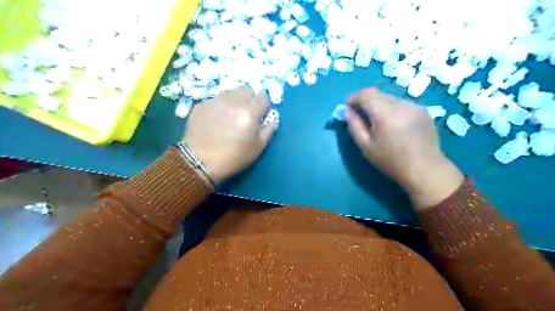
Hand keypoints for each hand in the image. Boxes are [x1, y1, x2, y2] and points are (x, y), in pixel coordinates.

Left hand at [184, 87, 275, 184]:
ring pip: (230, 91)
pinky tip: (215, 120)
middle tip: (246, 113)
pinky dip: (219, 106)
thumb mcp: (257, 148)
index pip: (263, 96)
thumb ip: (268, 131)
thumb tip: (272, 120)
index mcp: (249, 112)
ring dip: (234, 100)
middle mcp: (233, 102)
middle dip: (250, 99)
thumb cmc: (233, 157)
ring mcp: (215, 101)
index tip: (260, 115)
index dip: (263, 106)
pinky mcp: (201, 105)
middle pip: (247, 89)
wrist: (200, 162)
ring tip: (230, 114)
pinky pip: (215, 99)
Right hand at [346, 87, 463, 211]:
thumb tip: (347, 111)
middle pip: (378, 94)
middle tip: (361, 116)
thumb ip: (354, 126)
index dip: (354, 97)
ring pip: (390, 98)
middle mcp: (401, 105)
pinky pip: (402, 104)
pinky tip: (395, 125)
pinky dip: (393, 110)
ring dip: (380, 106)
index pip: (366, 94)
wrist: (425, 169)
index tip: (348, 107)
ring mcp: (415, 106)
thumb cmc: (391, 161)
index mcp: (385, 114)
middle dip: (366, 102)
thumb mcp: (366, 146)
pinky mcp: (424, 110)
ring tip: (379, 123)